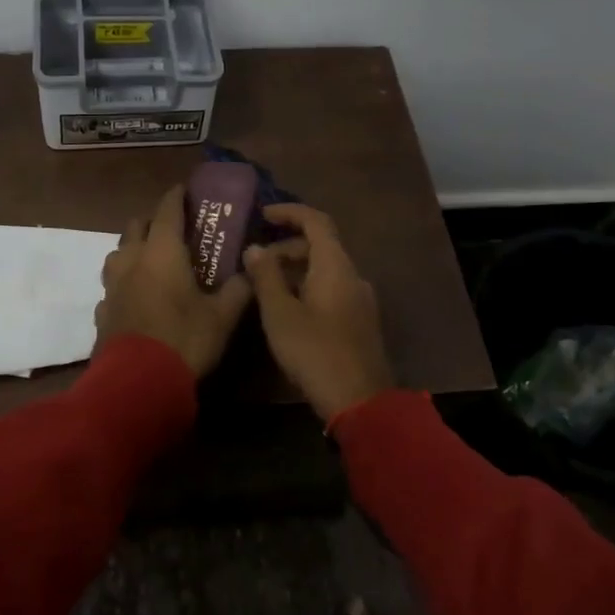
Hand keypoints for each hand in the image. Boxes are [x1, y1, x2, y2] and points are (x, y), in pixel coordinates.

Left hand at [96, 184, 254, 378]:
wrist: (137, 382)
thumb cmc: (184, 339)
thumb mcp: (222, 317)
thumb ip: (238, 290)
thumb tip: (251, 272)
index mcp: (162, 252)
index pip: (168, 211)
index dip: (176, 197)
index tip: (184, 189)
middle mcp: (132, 260)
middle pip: (136, 226)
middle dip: (152, 222)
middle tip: (173, 231)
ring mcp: (111, 286)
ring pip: (117, 253)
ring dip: (132, 250)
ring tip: (150, 261)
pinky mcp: (101, 311)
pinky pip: (111, 286)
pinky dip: (123, 284)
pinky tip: (134, 298)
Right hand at [243, 204, 393, 424]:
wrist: (360, 401)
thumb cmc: (315, 351)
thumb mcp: (280, 313)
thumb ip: (266, 277)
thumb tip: (254, 248)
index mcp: (336, 266)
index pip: (316, 221)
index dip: (290, 212)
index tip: (262, 215)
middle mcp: (353, 276)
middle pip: (321, 246)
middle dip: (286, 246)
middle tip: (255, 261)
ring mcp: (360, 299)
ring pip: (325, 270)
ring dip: (295, 269)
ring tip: (264, 286)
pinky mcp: (359, 321)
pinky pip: (332, 289)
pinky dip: (307, 286)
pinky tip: (287, 308)